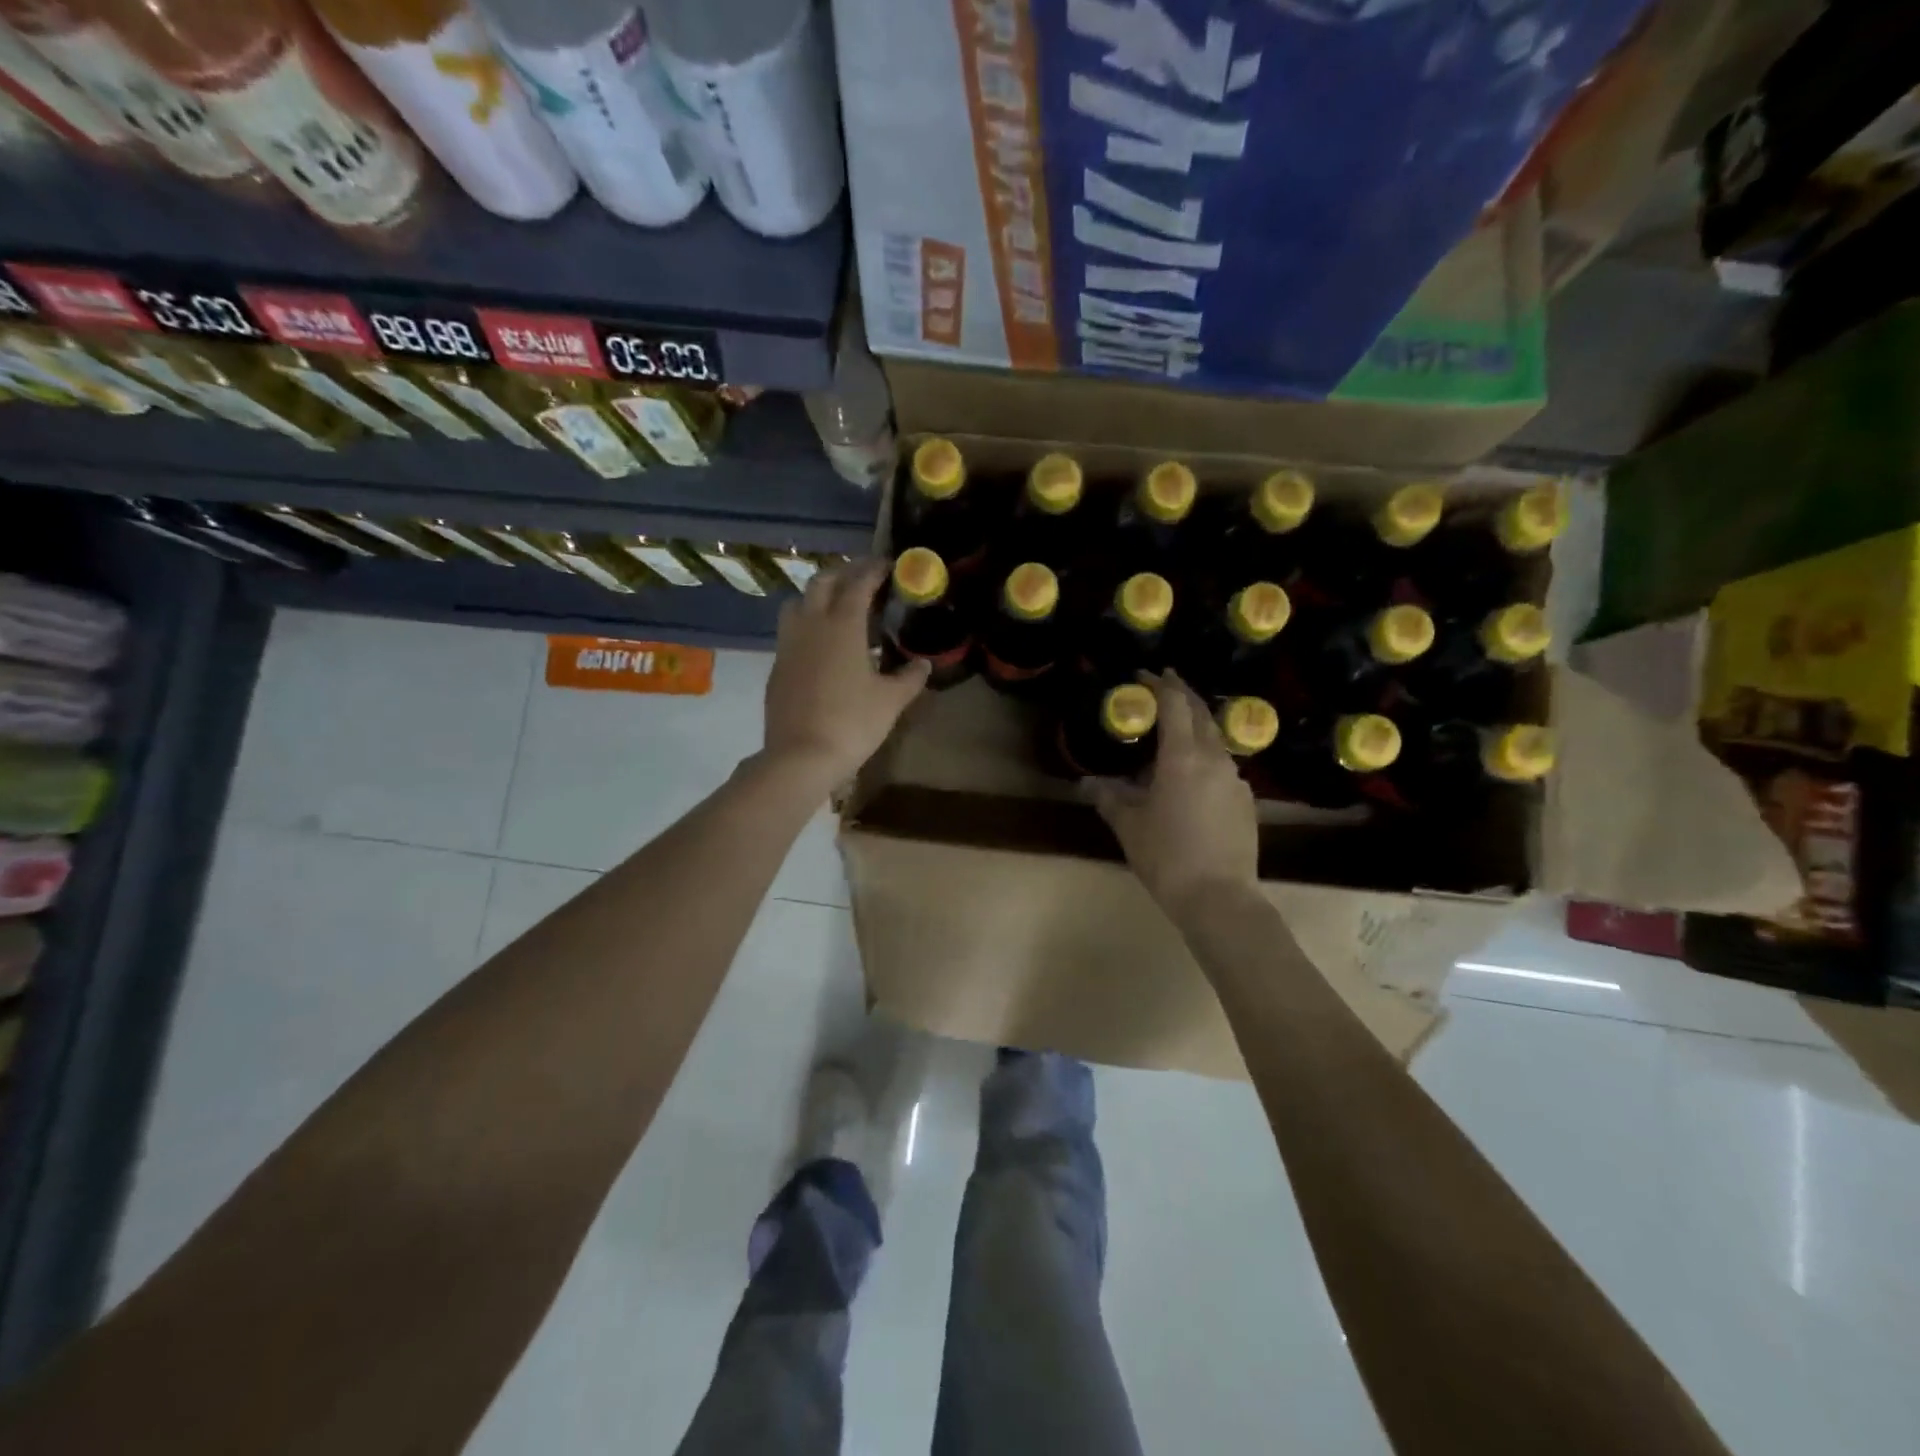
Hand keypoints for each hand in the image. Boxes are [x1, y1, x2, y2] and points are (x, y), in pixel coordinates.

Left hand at [762, 558, 928, 787]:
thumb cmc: (852, 723)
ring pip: (798, 601)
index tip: (888, 565)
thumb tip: (923, 664)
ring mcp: (788, 644)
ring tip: (838, 605)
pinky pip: (790, 630)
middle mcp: (811, 624)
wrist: (801, 756)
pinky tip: (821, 643)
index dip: (874, 570)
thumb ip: (910, 677)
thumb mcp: (891, 701)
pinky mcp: (777, 665)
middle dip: (844, 573)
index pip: (858, 583)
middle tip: (864, 578)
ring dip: (818, 594)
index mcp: (842, 625)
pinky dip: (807, 622)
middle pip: (822, 582)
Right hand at [1088, 671, 1258, 915]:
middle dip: (1182, 694)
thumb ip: (1108, 797)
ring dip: (1195, 726)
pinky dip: (1205, 755)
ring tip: (1173, 732)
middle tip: (1163, 685)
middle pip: (1200, 713)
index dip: (1160, 684)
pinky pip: (1223, 765)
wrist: (1220, 898)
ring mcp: (1236, 779)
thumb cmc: (1167, 857)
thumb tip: (1086, 783)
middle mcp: (1214, 759)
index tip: (1145, 674)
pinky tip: (1192, 775)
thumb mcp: (1129, 826)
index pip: (1175, 704)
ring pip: (1215, 739)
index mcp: (1182, 757)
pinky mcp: (1246, 800)